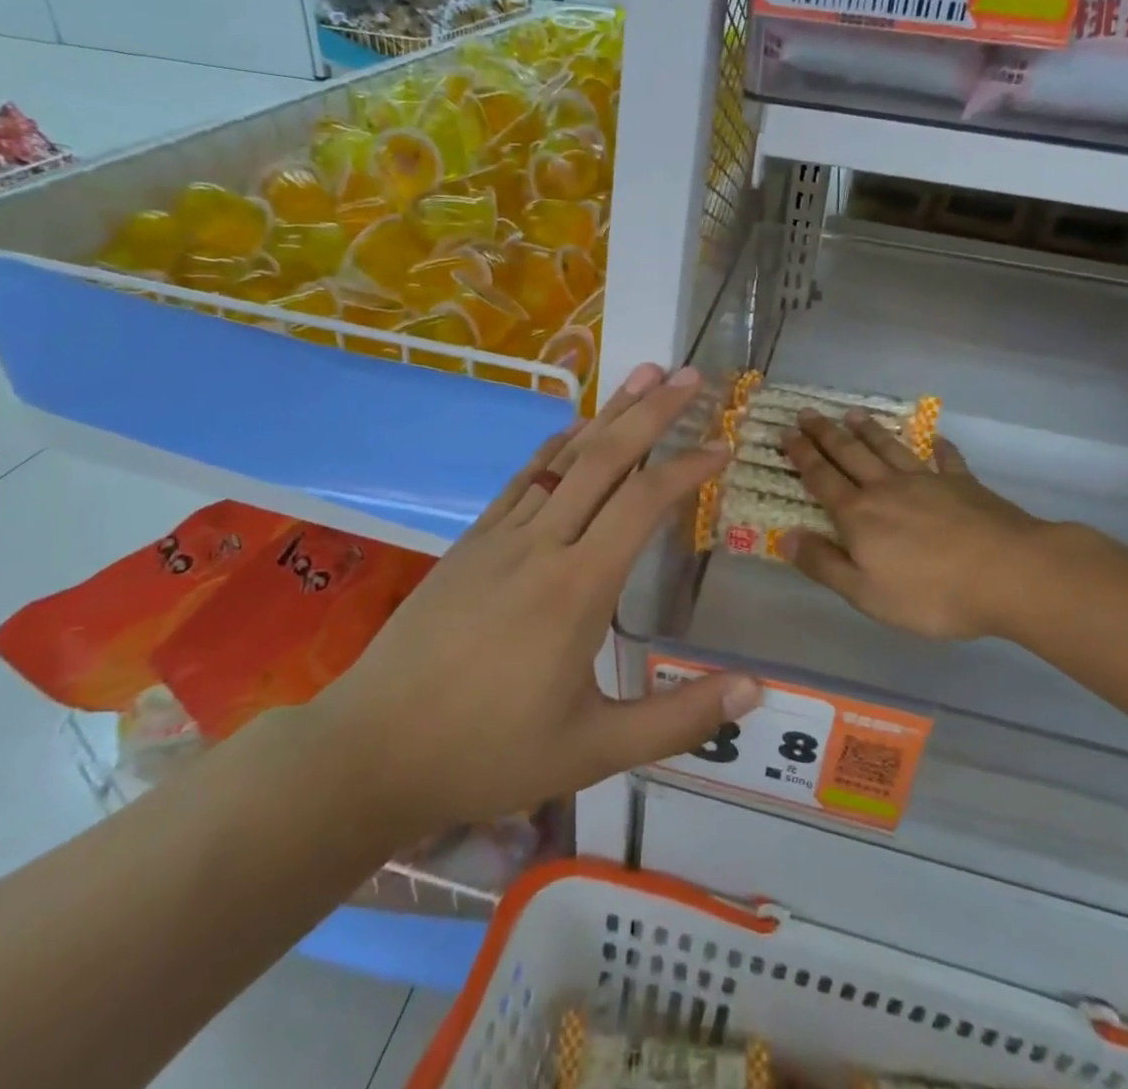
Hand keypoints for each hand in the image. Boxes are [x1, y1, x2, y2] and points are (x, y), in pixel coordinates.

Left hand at [314, 362, 756, 835]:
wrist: (372, 750)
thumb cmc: (488, 753)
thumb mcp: (594, 751)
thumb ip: (679, 719)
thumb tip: (755, 690)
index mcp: (578, 588)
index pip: (643, 504)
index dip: (687, 467)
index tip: (723, 446)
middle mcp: (542, 544)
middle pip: (605, 459)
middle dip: (653, 412)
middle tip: (690, 375)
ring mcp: (501, 536)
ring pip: (565, 458)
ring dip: (609, 414)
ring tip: (643, 374)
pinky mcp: (472, 541)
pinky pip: (524, 477)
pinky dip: (557, 444)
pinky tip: (575, 427)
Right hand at [782, 411, 1069, 640]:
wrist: (1008, 574)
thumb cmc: (931, 593)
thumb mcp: (865, 592)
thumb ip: (824, 564)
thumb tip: (785, 537)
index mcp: (859, 515)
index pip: (822, 478)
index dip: (802, 455)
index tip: (786, 432)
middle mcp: (887, 488)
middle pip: (850, 454)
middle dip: (826, 433)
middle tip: (807, 412)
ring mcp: (927, 482)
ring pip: (889, 448)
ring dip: (868, 430)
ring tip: (852, 414)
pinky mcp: (963, 484)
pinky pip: (945, 459)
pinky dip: (938, 447)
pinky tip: (934, 438)